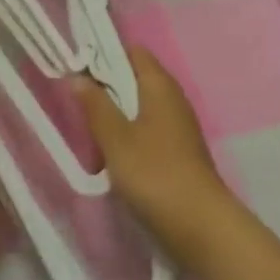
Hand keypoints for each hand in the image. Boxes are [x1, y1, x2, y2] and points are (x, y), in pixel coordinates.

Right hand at [73, 46, 235, 265]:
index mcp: (159, 84)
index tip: (78, 68)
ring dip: (116, 117)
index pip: (131, 51)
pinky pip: (148, 130)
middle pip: (134, 79)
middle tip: (78, 104)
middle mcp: (172, 97)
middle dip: (106, 89)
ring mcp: (178, 126)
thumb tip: (77, 76)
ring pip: (139, 107)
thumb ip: (95, 105)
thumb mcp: (116, 139)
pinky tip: (113, 158)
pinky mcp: (179, 152)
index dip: (104, 54)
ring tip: (91, 135)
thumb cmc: (155, 174)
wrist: (202, 229)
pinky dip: (129, 137)